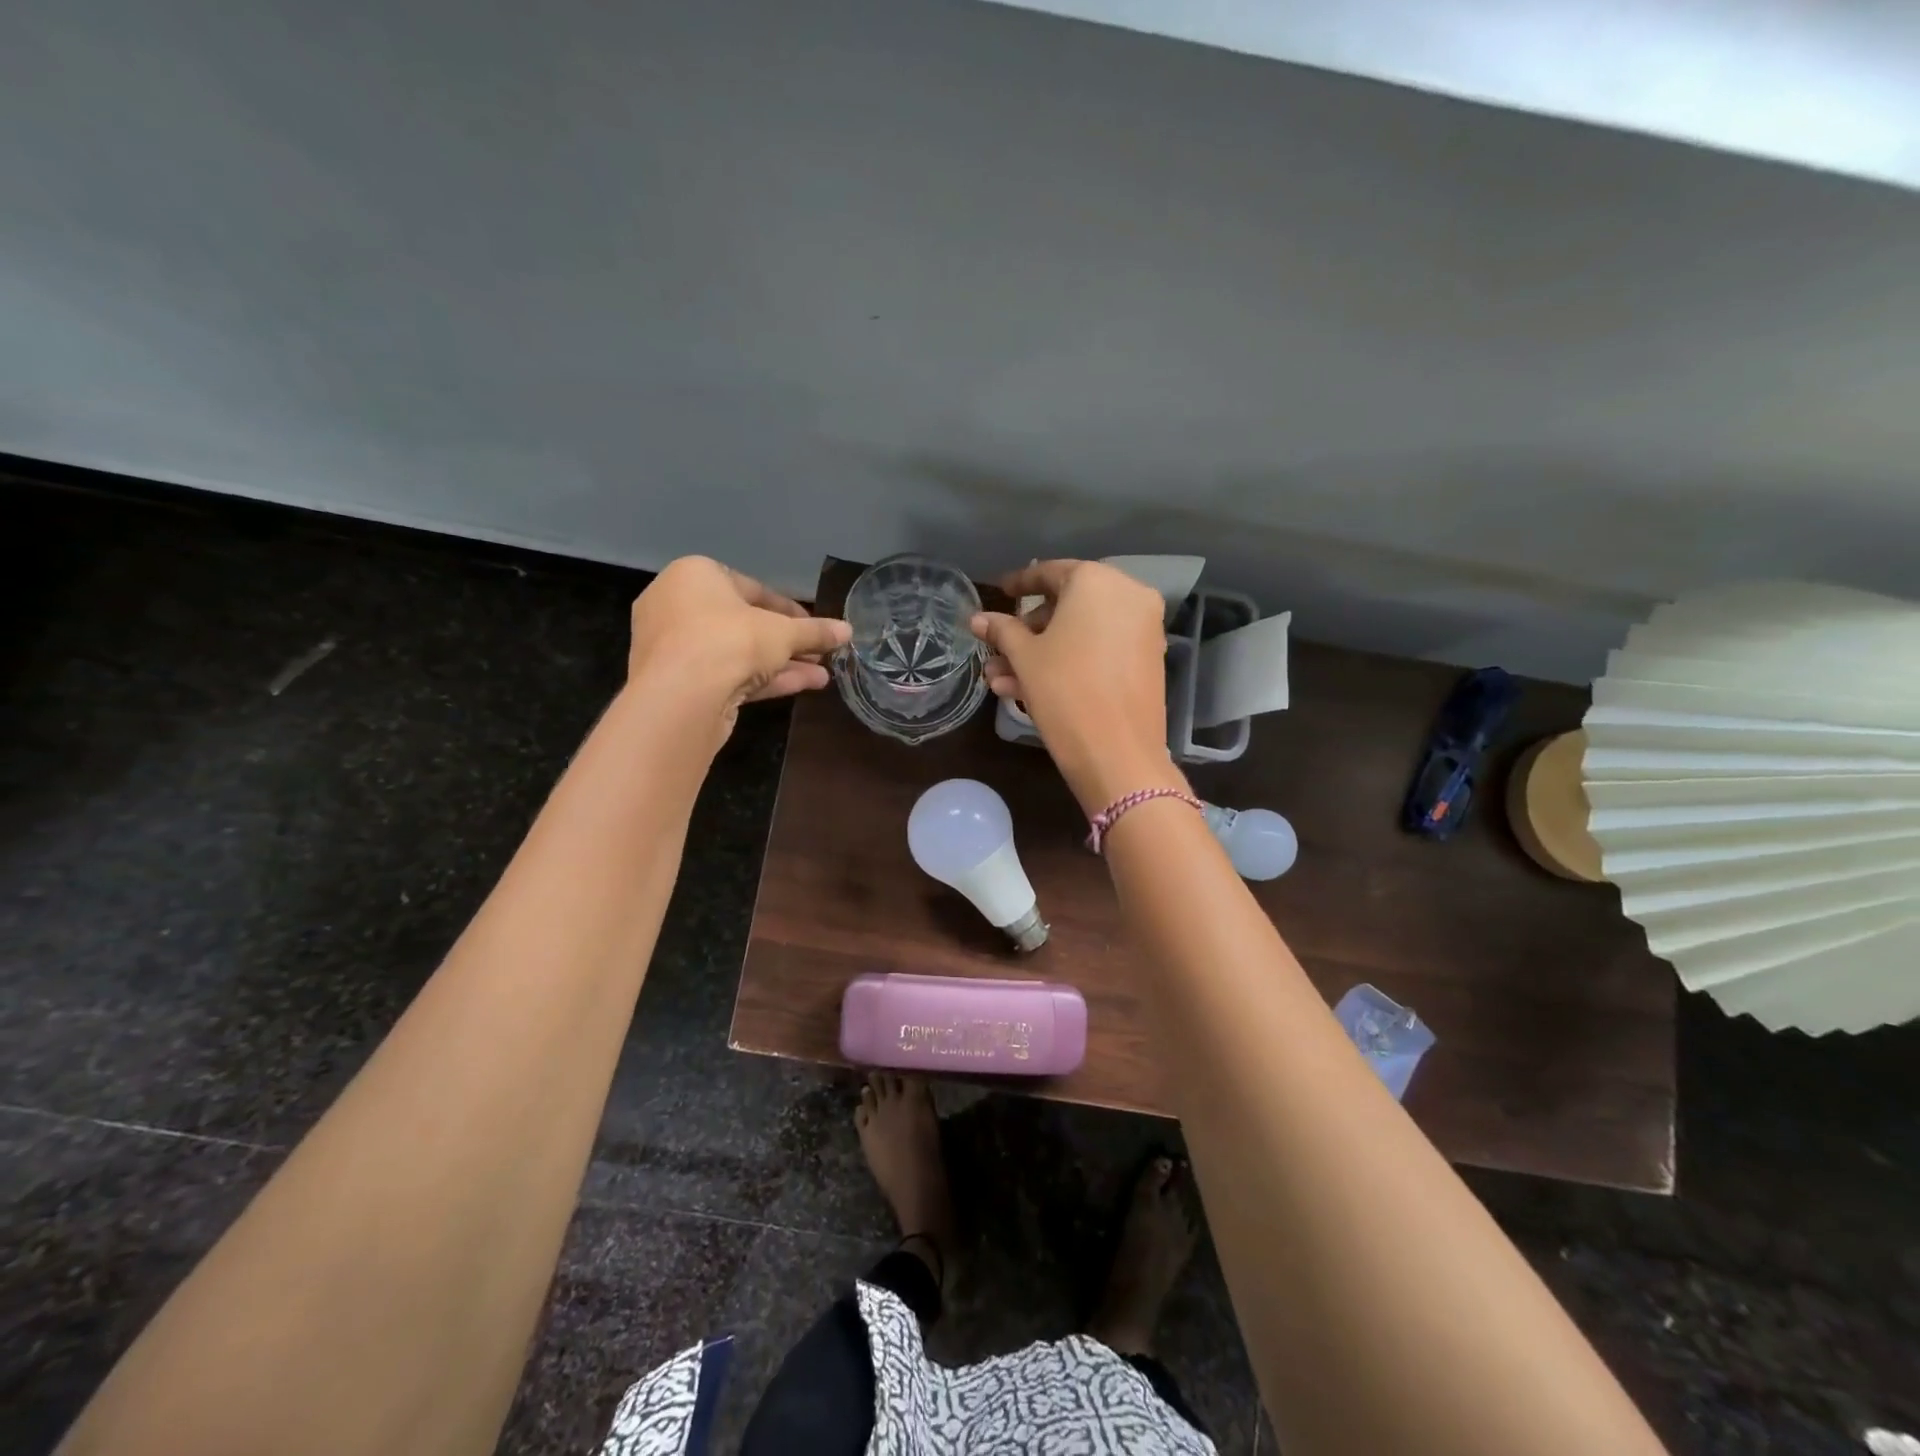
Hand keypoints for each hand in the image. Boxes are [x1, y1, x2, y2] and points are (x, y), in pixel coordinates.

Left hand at [628, 557, 849, 742]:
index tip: (815, 627)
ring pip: (737, 653)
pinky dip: (763, 679)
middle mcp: (677, 605)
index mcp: (695, 575)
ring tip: (821, 675)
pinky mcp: (678, 683)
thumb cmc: (730, 640)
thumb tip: (848, 630)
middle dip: (787, 642)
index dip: (790, 610)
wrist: (681, 697)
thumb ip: (815, 631)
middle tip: (819, 653)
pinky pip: (726, 674)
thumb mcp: (783, 633)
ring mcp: (674, 647)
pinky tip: (803, 685)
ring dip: (781, 663)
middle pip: (744, 623)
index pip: (752, 588)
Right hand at [971, 559, 1183, 811]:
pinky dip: (1070, 661)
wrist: (1118, 754)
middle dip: (1027, 631)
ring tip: (1001, 681)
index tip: (998, 592)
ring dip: (1041, 653)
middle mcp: (1128, 595)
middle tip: (997, 652)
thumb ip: (1002, 630)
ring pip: (1081, 632)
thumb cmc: (1064, 692)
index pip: (1049, 573)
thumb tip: (978, 619)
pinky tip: (1031, 688)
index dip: (1019, 584)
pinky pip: (1101, 649)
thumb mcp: (1025, 658)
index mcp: (1096, 581)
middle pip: (1067, 605)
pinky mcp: (1147, 659)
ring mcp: (1143, 628)